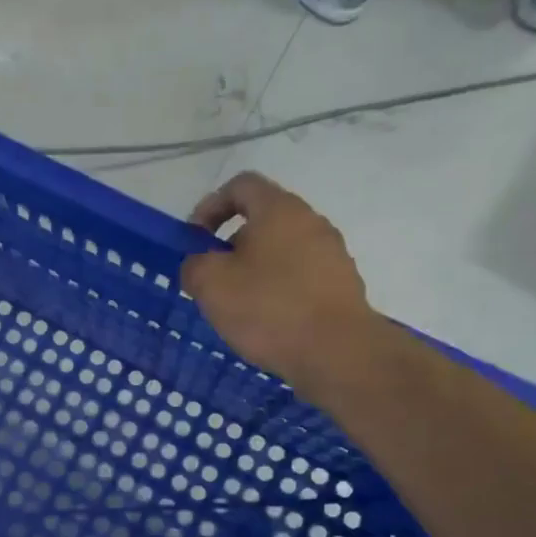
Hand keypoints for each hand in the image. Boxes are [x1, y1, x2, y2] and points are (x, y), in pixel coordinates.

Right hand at [181, 172, 381, 398]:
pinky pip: (299, 276)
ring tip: (238, 306)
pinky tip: (267, 321)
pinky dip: (277, 289)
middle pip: (262, 219)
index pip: (241, 186)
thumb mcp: (210, 284)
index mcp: (278, 210)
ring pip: (281, 250)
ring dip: (254, 269)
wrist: (336, 351)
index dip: (210, 207)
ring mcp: (331, 252)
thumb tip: (200, 264)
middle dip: (230, 245)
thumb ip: (194, 264)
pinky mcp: (341, 283)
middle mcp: (310, 221)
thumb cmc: (267, 308)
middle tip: (212, 279)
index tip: (194, 240)